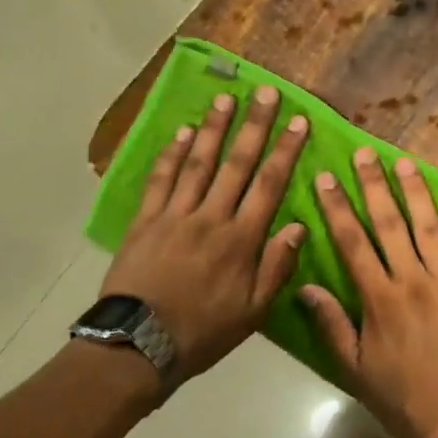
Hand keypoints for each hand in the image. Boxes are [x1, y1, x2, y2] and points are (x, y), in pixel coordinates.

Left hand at [100, 88, 308, 387]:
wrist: (138, 346)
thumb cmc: (204, 331)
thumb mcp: (253, 311)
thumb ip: (277, 266)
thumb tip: (300, 226)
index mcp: (242, 239)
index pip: (270, 184)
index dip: (286, 150)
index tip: (299, 120)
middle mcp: (211, 217)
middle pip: (237, 163)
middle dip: (254, 125)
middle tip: (265, 92)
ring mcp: (175, 215)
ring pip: (198, 163)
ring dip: (213, 128)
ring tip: (225, 99)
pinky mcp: (145, 221)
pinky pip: (161, 180)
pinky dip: (172, 154)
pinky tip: (182, 132)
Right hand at [298, 148, 437, 437]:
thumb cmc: (403, 399)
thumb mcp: (355, 370)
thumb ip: (332, 325)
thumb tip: (305, 287)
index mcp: (379, 299)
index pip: (352, 242)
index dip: (337, 207)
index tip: (327, 176)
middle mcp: (412, 280)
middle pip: (389, 223)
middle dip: (374, 185)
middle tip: (365, 152)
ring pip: (429, 226)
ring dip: (416, 191)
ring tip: (404, 161)